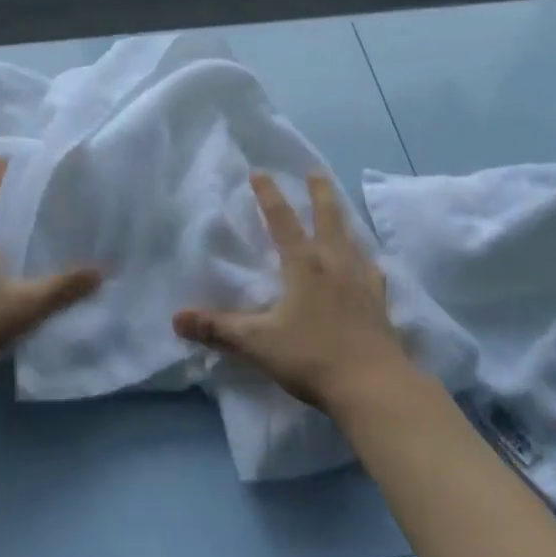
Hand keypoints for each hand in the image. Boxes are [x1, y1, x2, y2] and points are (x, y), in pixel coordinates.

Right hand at [173, 172, 415, 414]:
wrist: (373, 385)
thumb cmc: (311, 356)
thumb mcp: (257, 343)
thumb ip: (218, 328)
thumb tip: (176, 318)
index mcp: (303, 264)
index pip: (282, 220)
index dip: (268, 194)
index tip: (260, 172)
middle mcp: (334, 263)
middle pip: (327, 217)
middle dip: (319, 192)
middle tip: (315, 171)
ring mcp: (361, 280)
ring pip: (351, 238)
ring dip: (342, 219)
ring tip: (340, 210)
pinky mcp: (379, 302)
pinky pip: (372, 270)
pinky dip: (366, 260)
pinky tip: (369, 265)